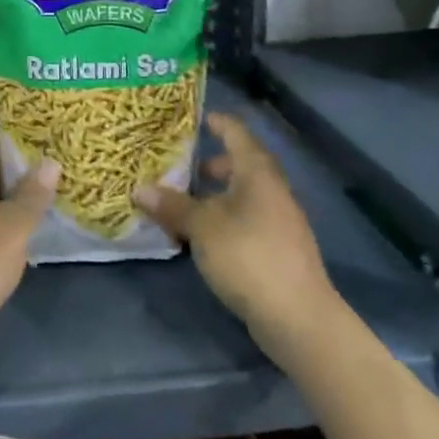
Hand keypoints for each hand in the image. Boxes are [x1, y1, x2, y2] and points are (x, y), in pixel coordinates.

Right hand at [133, 111, 338, 338]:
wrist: (299, 318)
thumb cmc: (248, 256)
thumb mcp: (202, 227)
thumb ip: (172, 205)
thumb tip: (139, 189)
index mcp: (257, 173)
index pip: (236, 133)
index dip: (216, 123)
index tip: (193, 119)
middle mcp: (272, 190)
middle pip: (241, 164)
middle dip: (211, 164)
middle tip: (180, 167)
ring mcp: (280, 221)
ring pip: (244, 195)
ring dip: (216, 195)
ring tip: (185, 204)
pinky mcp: (279, 249)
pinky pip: (248, 219)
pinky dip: (225, 218)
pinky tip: (204, 236)